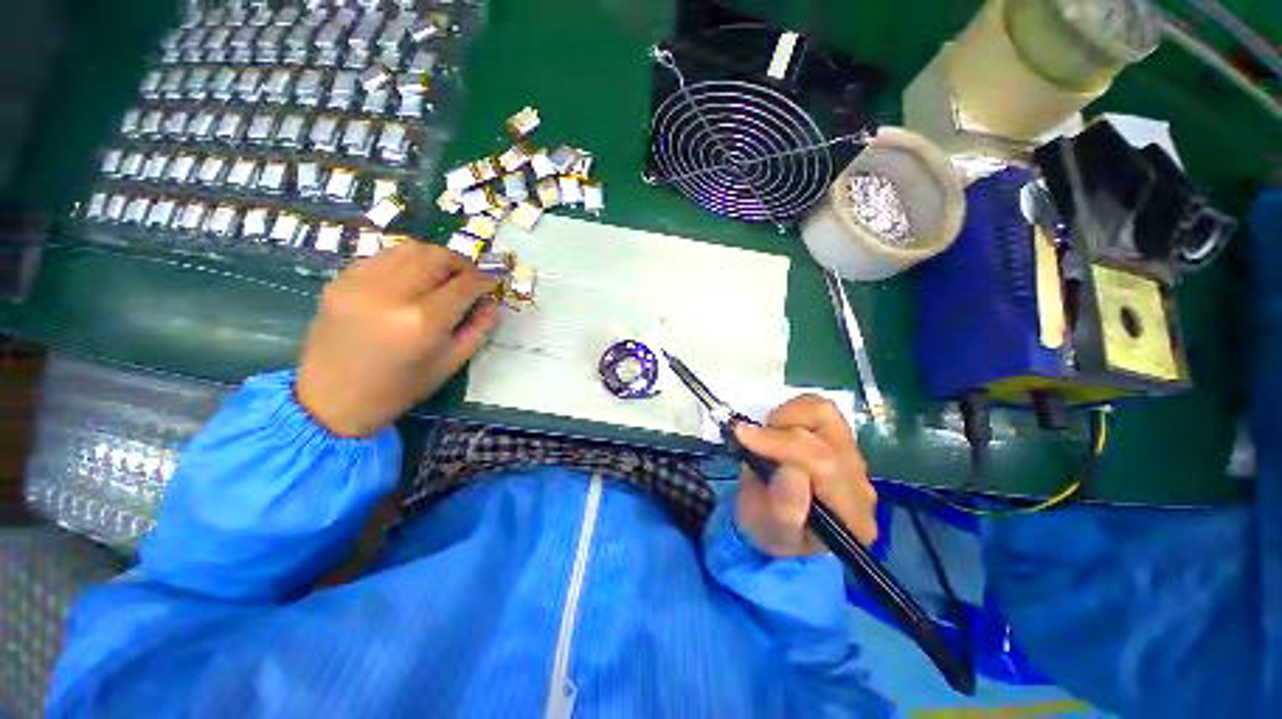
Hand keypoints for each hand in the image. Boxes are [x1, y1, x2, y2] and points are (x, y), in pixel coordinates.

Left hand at [296, 242, 499, 436]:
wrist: (332, 399)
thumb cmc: (399, 388)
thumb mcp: (451, 364)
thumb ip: (478, 329)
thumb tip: (492, 302)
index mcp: (423, 322)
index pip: (464, 285)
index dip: (484, 280)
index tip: (493, 281)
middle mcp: (392, 294)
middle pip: (436, 257)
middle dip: (461, 263)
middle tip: (468, 277)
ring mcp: (361, 283)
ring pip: (409, 249)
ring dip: (434, 257)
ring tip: (442, 275)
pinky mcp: (340, 280)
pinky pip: (383, 256)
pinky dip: (406, 262)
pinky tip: (410, 280)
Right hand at [732, 395, 877, 556]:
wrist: (777, 525)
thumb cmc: (770, 531)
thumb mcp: (769, 531)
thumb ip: (784, 510)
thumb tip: (791, 470)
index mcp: (850, 518)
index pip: (825, 467)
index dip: (782, 445)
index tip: (743, 436)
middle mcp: (860, 484)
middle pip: (826, 438)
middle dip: (778, 434)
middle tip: (747, 439)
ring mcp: (852, 458)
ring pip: (825, 414)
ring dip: (787, 418)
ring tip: (766, 438)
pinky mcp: (839, 438)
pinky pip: (818, 409)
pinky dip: (791, 411)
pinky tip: (777, 430)